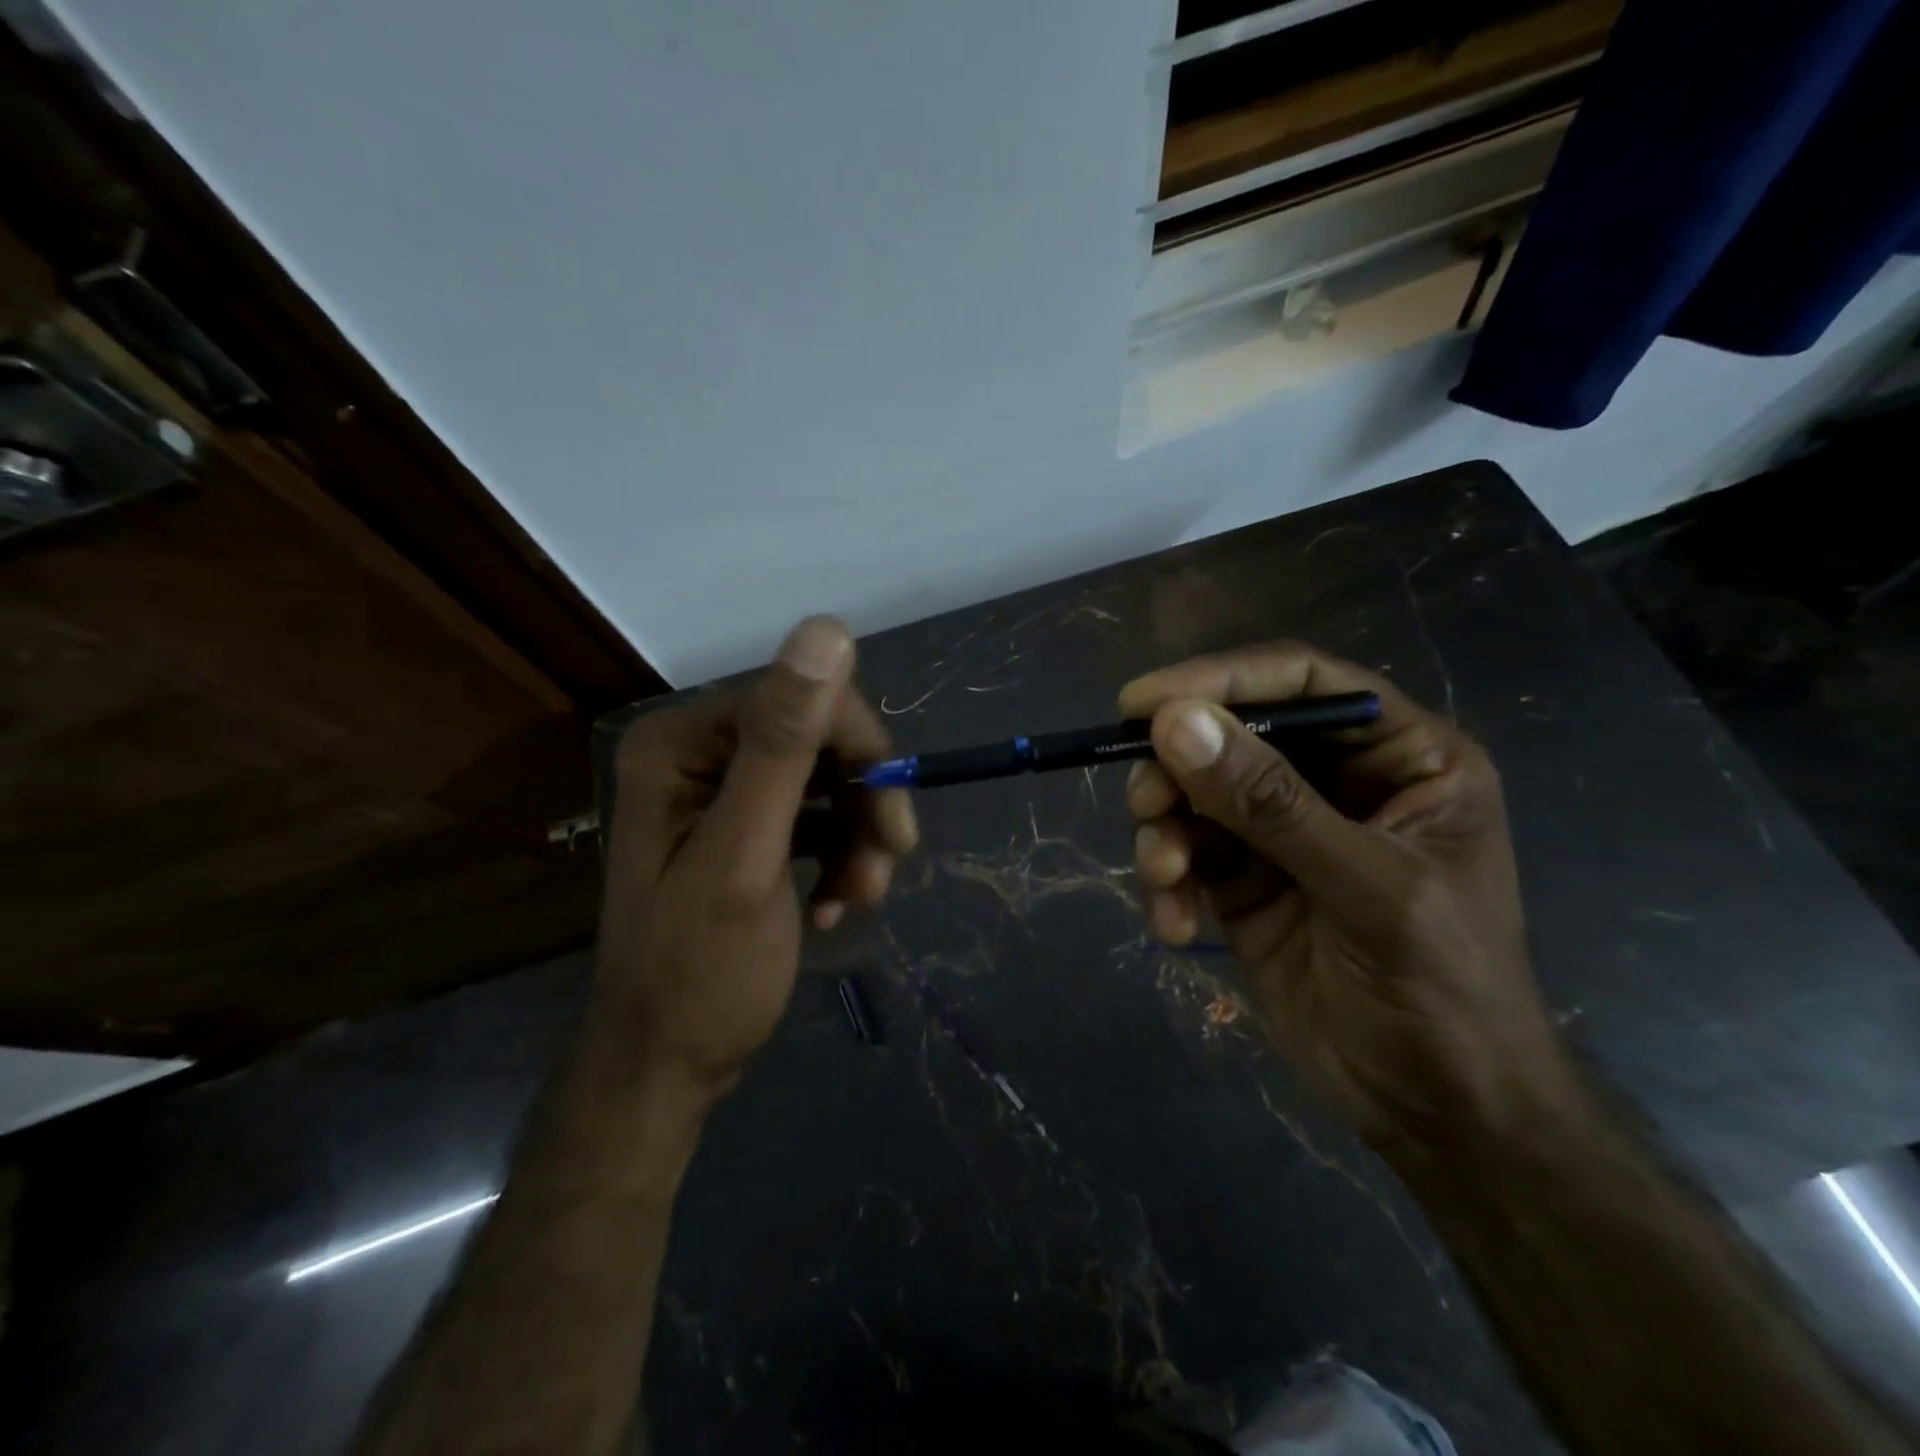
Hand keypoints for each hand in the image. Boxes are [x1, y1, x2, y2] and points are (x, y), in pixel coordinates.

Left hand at [594, 617, 916, 1100]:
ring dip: (860, 839)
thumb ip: (783, 744)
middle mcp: (700, 754)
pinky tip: (836, 909)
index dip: (861, 751)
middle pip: (820, 741)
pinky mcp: (748, 830)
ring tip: (862, 901)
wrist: (667, 1068)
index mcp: (684, 742)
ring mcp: (723, 793)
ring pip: (830, 782)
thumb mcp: (746, 856)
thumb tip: (827, 628)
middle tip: (888, 867)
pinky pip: (818, 819)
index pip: (803, 699)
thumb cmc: (700, 972)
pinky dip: (840, 859)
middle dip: (864, 804)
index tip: (894, 822)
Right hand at [1121, 643, 1574, 1159]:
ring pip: (1194, 793)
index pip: (1302, 683)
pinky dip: (1167, 881)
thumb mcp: (1366, 889)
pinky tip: (1174, 925)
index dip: (1221, 681)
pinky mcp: (1243, 879)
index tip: (1140, 702)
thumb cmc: (1444, 991)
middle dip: (1180, 770)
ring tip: (1165, 878)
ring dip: (1165, 831)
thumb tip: (1175, 722)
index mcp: (1399, 758)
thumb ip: (1269, 804)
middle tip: (1147, 806)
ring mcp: (1283, 831)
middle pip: (1232, 735)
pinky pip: (1184, 853)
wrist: (1440, 1115)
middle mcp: (1336, 781)